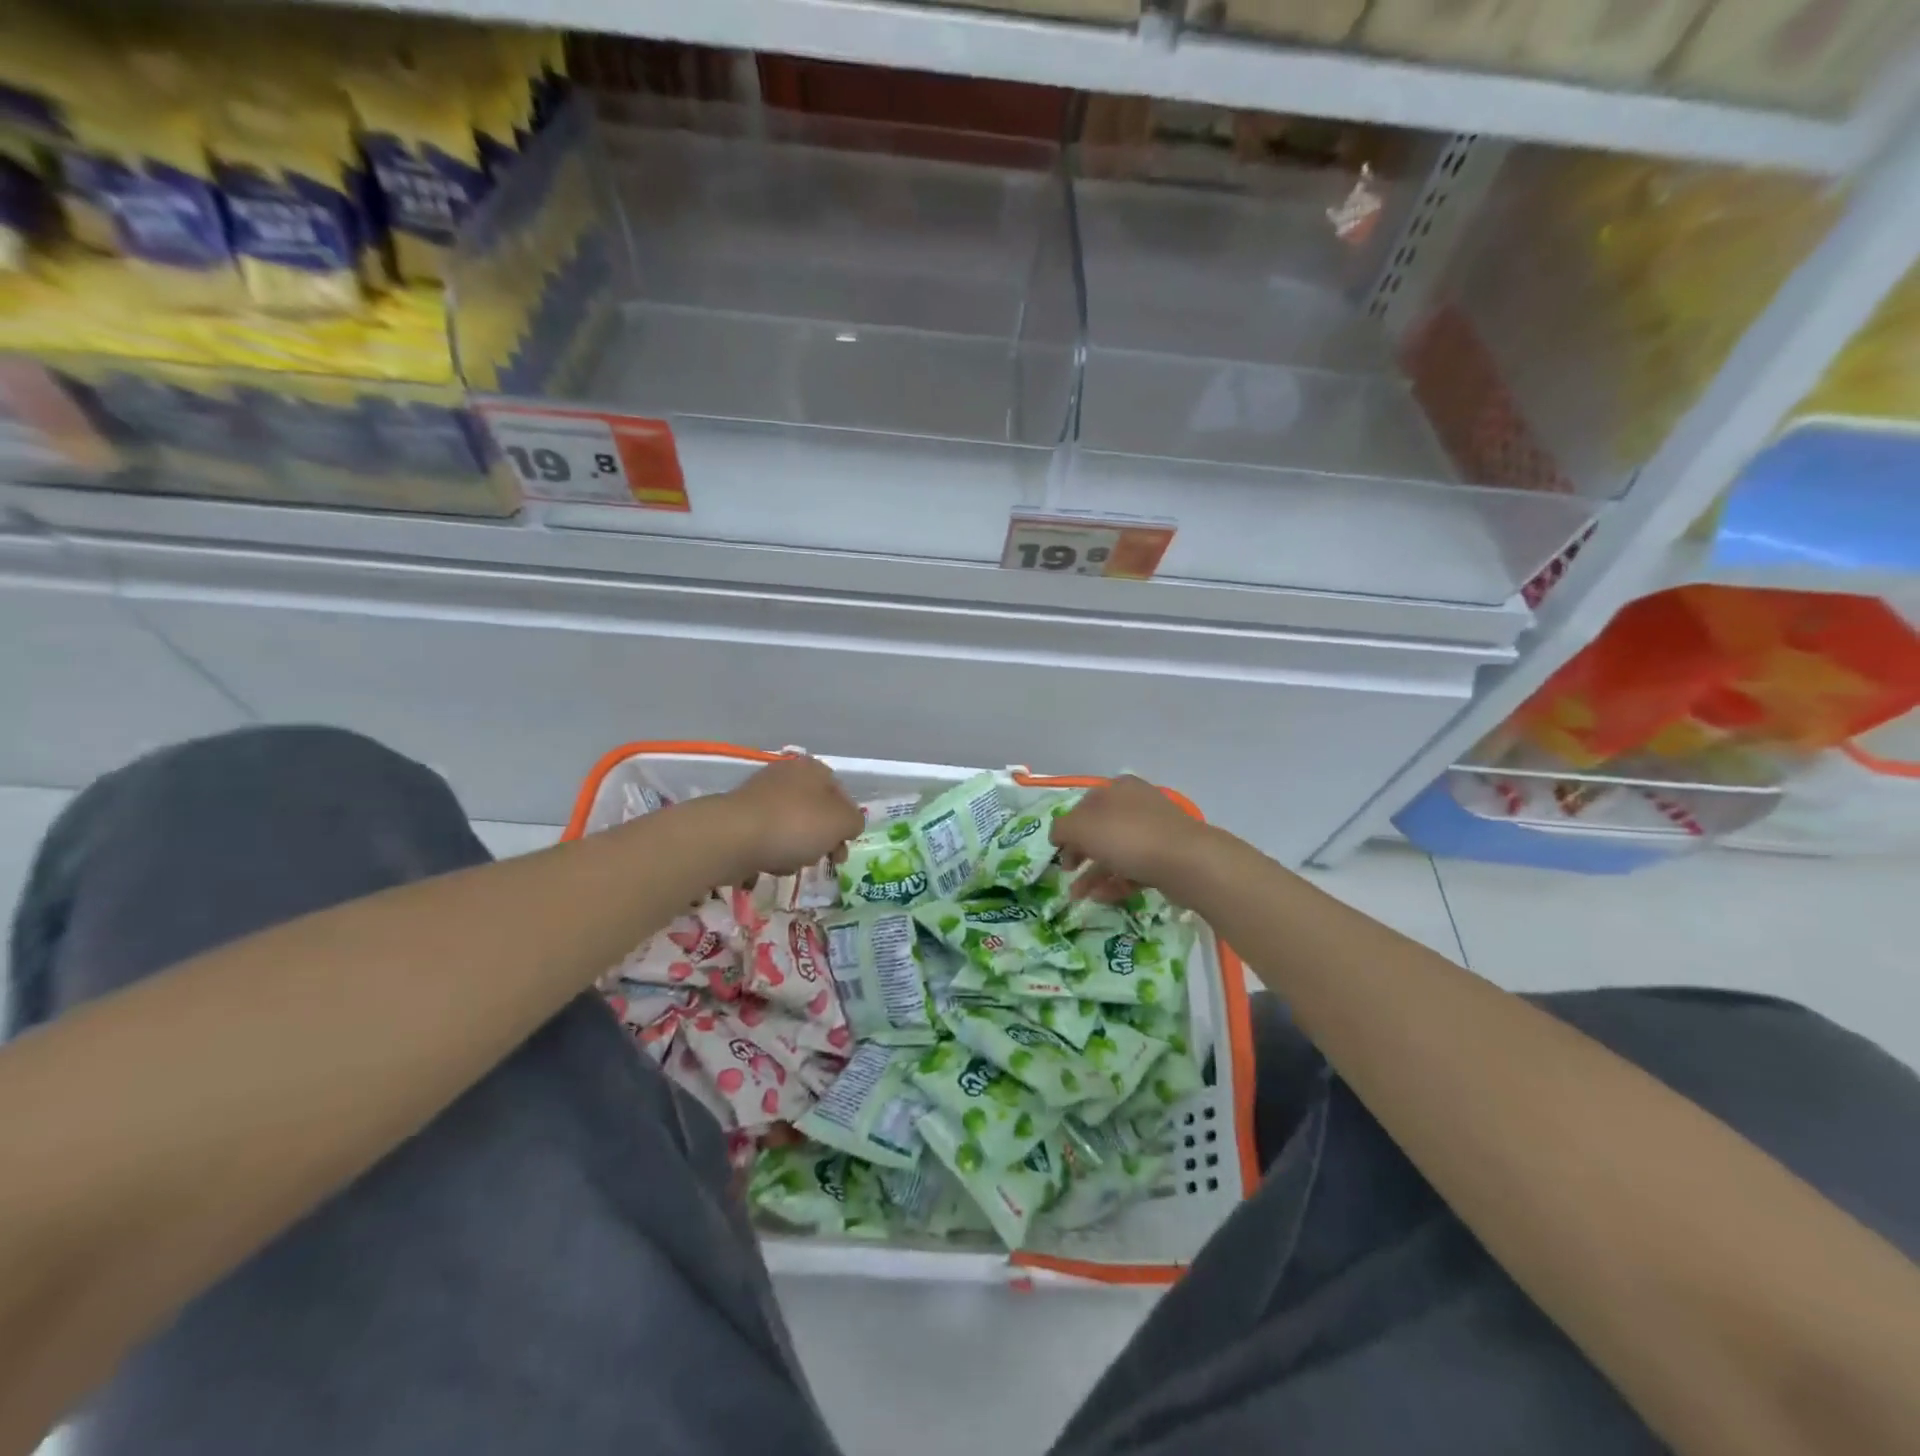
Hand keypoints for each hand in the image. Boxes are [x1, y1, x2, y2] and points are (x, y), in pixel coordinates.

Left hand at [719, 756, 863, 878]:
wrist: (733, 837)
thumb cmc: (796, 824)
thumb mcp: (842, 822)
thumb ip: (854, 822)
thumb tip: (849, 826)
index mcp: (814, 769)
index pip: (842, 795)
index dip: (847, 822)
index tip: (845, 846)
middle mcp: (788, 775)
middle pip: (817, 813)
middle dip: (822, 839)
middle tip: (824, 859)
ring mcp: (762, 795)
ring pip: (794, 827)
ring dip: (798, 848)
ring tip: (791, 862)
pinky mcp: (742, 817)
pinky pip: (769, 837)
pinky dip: (774, 852)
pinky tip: (770, 863)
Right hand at [1050, 774, 1208, 897]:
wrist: (1185, 861)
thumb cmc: (1127, 836)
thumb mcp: (1081, 827)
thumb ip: (1062, 828)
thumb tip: (1058, 835)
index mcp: (1116, 789)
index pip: (1083, 805)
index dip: (1067, 828)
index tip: (1057, 851)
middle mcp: (1136, 804)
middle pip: (1100, 829)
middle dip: (1080, 853)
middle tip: (1067, 872)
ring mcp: (1154, 831)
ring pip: (1116, 851)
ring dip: (1094, 873)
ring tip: (1078, 896)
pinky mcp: (1166, 857)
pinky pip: (1134, 869)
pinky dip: (1116, 882)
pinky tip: (1101, 898)